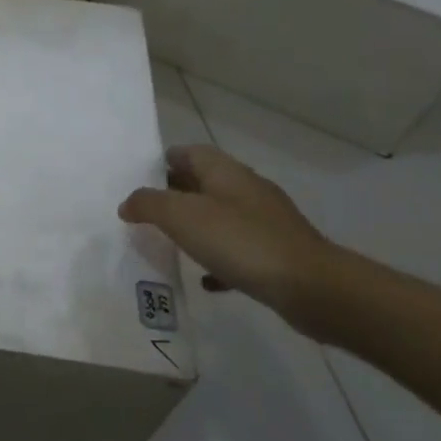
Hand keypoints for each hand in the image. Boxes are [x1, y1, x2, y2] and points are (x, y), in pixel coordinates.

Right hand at [120, 145, 335, 322]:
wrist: (311, 287)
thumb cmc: (241, 241)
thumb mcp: (181, 216)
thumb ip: (148, 204)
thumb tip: (128, 203)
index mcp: (225, 172)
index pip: (188, 152)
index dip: (162, 161)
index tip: (137, 180)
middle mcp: (246, 190)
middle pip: (202, 183)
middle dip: (173, 194)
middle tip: (144, 213)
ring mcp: (264, 222)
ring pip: (219, 216)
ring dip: (194, 227)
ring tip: (167, 243)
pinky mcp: (275, 253)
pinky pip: (237, 250)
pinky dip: (217, 259)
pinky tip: (204, 279)